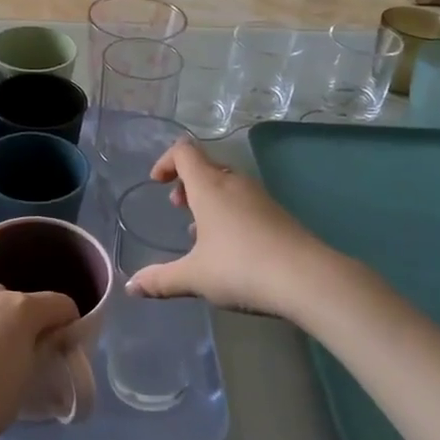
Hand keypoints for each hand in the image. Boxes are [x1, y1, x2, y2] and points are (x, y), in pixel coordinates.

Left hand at [0, 252, 80, 439]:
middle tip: (33, 354)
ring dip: (7, 312)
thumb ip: (40, 352)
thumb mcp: (26, 381)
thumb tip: (47, 340)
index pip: (62, 305)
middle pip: (28, 302)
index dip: (70, 325)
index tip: (67, 349)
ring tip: (5, 341)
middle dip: (37, 321)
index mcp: (25, 309)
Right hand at [126, 140, 333, 320]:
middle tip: (177, 206)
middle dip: (187, 182)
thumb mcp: (195, 277)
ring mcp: (260, 198)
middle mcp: (234, 183)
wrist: (308, 279)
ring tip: (199, 232)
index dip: (166, 161)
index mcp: (209, 186)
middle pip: (206, 165)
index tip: (156, 183)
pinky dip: (228, 212)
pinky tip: (230, 247)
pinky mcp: (278, 215)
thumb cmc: (242, 268)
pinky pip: (244, 201)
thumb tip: (131, 287)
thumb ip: (161, 280)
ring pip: (227, 184)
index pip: (184, 151)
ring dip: (208, 198)